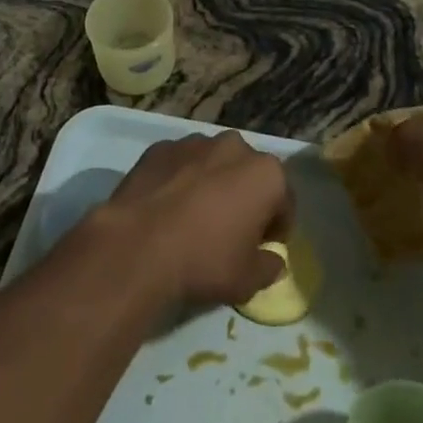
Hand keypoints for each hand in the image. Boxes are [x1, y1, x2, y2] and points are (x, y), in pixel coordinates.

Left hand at [100, 132, 291, 307]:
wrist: (138, 245)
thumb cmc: (205, 260)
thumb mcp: (249, 280)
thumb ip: (269, 266)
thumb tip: (271, 259)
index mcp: (266, 174)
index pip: (284, 201)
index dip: (276, 227)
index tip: (262, 246)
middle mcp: (234, 146)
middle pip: (248, 174)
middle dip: (244, 197)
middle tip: (230, 230)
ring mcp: (193, 142)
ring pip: (213, 164)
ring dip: (212, 183)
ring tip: (194, 216)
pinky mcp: (160, 147)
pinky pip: (180, 164)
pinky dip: (179, 179)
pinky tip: (167, 207)